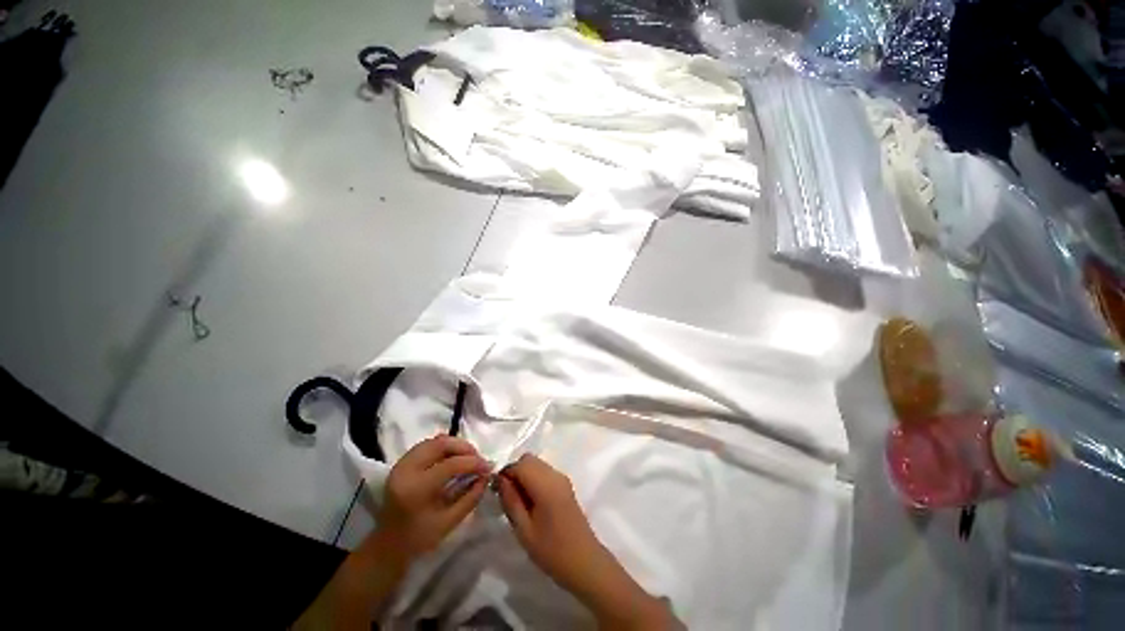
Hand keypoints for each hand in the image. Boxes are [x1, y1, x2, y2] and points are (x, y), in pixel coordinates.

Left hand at [377, 435, 490, 560]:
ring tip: (468, 457)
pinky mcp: (402, 462)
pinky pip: (427, 445)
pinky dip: (444, 447)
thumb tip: (486, 475)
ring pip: (434, 441)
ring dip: (455, 445)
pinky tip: (453, 458)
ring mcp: (401, 464)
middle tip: (479, 459)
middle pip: (441, 444)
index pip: (451, 464)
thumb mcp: (450, 522)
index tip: (488, 467)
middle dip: (465, 448)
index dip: (473, 463)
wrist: (388, 545)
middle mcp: (406, 470)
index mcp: (416, 489)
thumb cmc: (419, 538)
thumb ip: (471, 497)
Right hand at [495, 454, 604, 594]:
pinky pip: (544, 472)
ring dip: (524, 475)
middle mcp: (555, 474)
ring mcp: (562, 479)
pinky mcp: (565, 485)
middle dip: (514, 472)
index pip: (520, 464)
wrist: (584, 562)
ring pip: (536, 464)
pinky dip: (533, 479)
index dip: (505, 474)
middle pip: (529, 460)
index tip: (496, 492)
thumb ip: (511, 501)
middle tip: (507, 497)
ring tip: (518, 502)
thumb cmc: (551, 550)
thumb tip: (500, 480)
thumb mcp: (524, 530)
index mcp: (545, 484)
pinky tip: (531, 503)